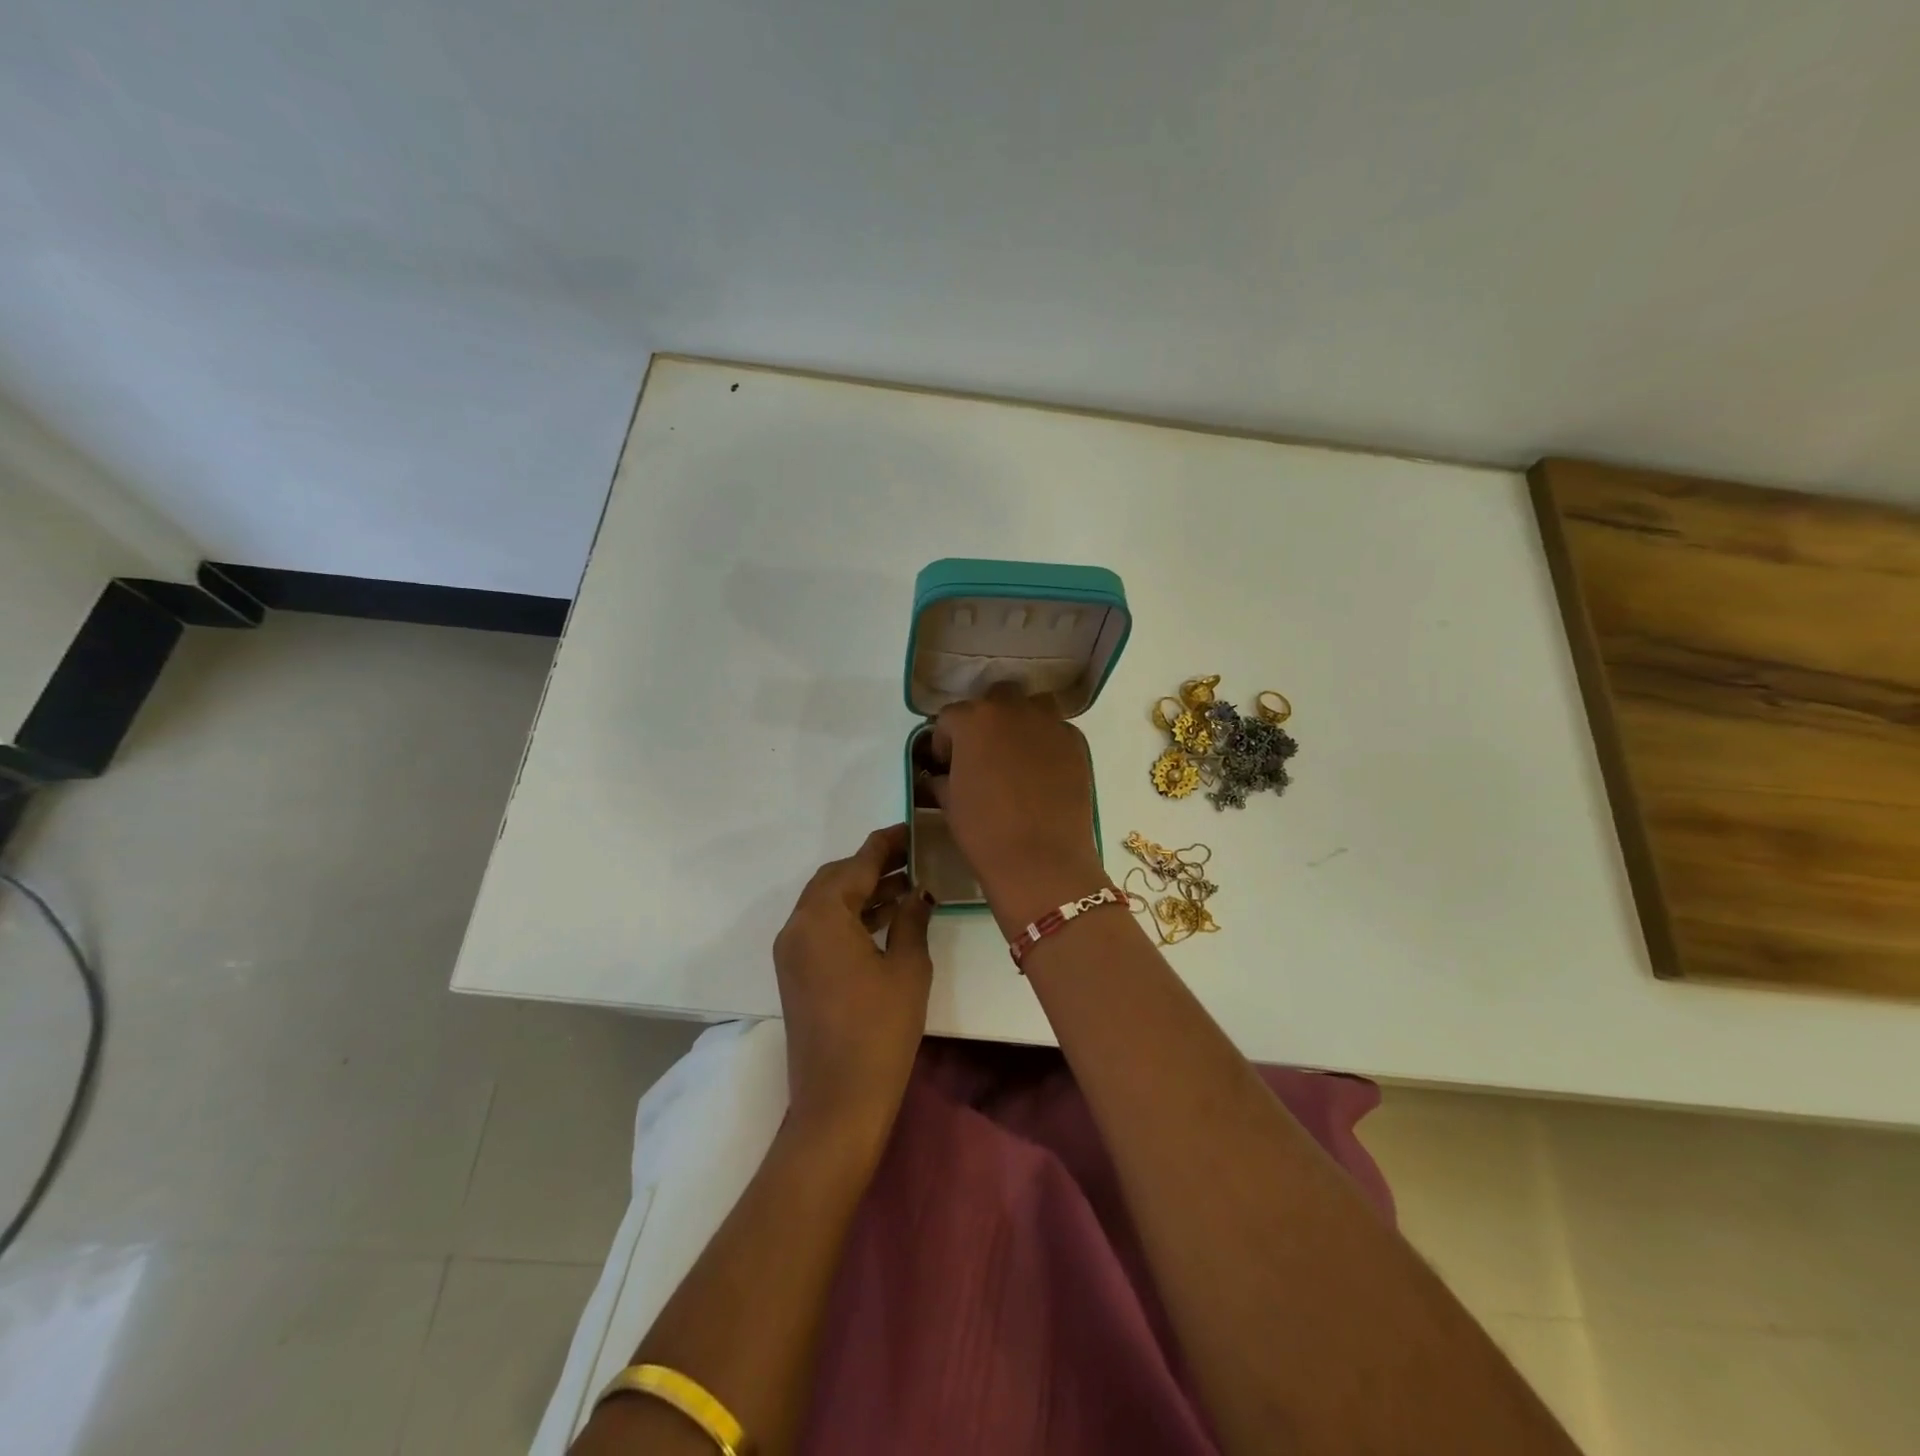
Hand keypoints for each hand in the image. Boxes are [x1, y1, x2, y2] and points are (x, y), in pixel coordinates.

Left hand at [772, 825, 932, 1160]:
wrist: (837, 1102)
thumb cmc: (879, 1031)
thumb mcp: (906, 968)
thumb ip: (910, 919)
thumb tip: (917, 892)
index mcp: (822, 916)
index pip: (857, 864)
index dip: (887, 844)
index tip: (914, 830)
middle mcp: (798, 925)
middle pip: (835, 878)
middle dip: (872, 866)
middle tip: (913, 859)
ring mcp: (792, 951)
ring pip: (827, 903)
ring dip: (862, 891)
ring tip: (907, 886)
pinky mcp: (795, 973)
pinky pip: (822, 927)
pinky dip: (850, 916)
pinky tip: (885, 919)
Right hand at [928, 684, 1105, 934]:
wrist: (1041, 860)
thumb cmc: (984, 831)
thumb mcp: (950, 803)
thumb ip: (943, 778)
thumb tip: (943, 775)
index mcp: (974, 720)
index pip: (951, 717)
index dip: (945, 741)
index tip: (946, 764)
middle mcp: (1013, 710)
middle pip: (995, 700)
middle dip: (986, 721)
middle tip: (983, 754)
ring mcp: (1050, 723)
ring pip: (1032, 707)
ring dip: (1021, 721)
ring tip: (1017, 754)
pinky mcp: (1077, 742)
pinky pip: (1057, 731)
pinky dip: (1047, 743)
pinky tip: (1044, 773)